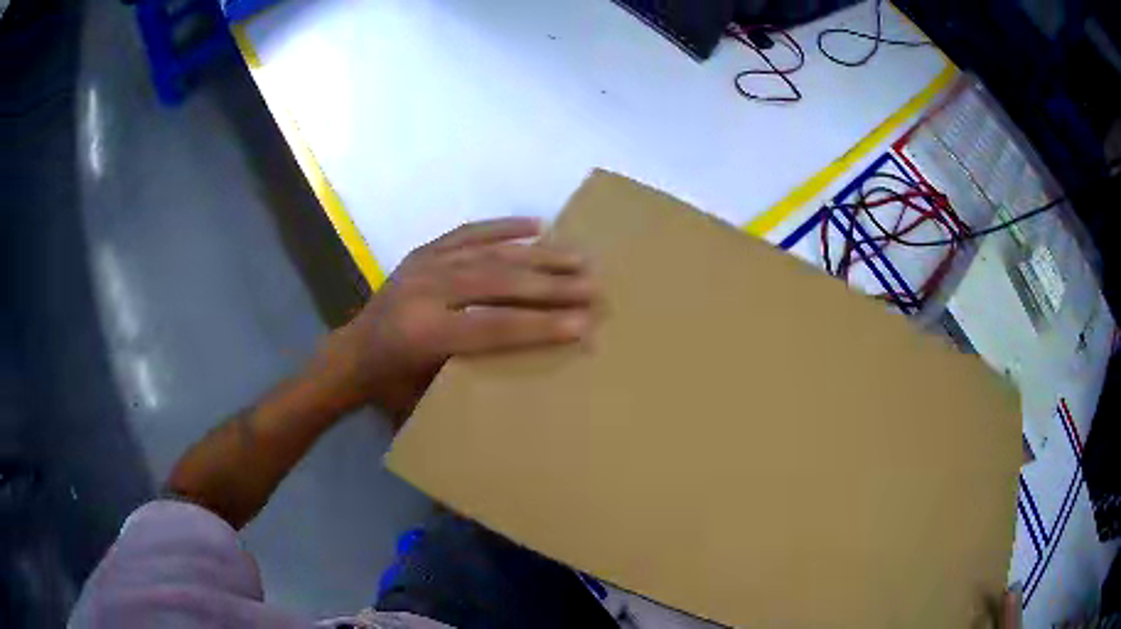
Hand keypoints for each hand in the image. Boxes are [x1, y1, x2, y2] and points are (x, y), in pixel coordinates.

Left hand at [312, 217, 595, 419]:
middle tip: (593, 287)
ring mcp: (424, 265)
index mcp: (425, 333)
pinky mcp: (424, 251)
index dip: (542, 326)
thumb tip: (535, 357)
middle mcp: (426, 291)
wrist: (350, 354)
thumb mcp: (431, 394)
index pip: (495, 326)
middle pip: (500, 283)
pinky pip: (469, 233)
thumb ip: (477, 372)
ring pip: (490, 254)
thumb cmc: (392, 386)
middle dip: (551, 285)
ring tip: (579, 257)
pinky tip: (536, 225)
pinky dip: (503, 228)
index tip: (584, 325)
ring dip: (539, 255)